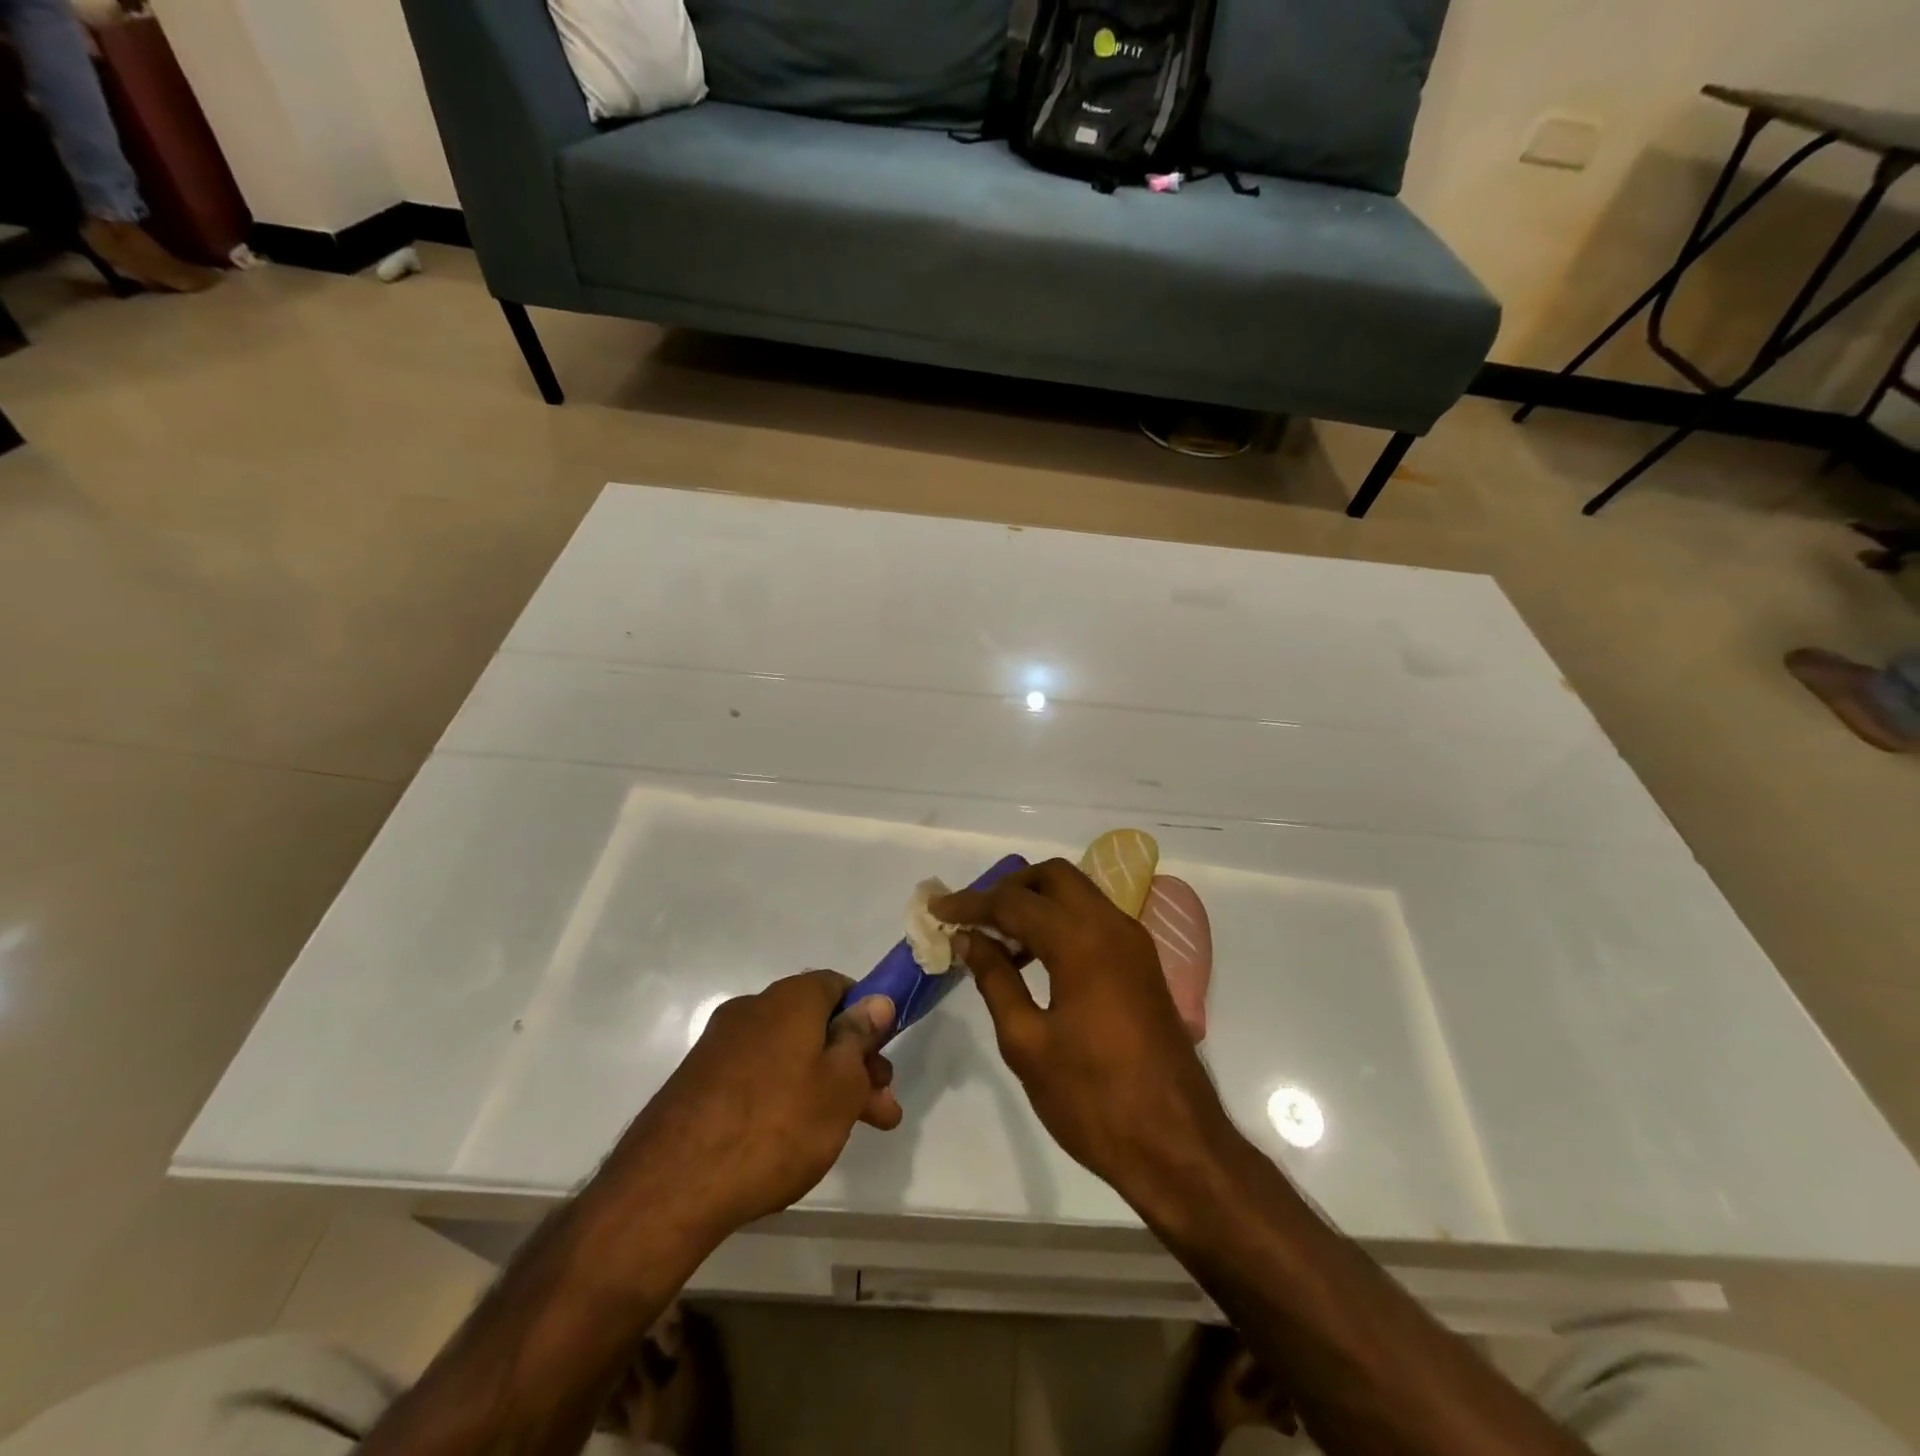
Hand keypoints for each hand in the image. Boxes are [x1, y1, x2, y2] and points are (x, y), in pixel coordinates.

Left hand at [605, 971, 900, 1248]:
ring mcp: (719, 1046)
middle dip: (853, 1064)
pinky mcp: (697, 1083)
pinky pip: (756, 1079)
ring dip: (823, 1086)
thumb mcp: (839, 1084)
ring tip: (845, 1135)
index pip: (838, 985)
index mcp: (790, 999)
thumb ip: (860, 1039)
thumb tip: (876, 1000)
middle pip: (815, 1025)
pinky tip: (793, 1140)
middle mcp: (753, 1010)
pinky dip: (783, 1099)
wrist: (671, 1187)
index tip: (880, 1056)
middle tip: (879, 1110)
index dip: (866, 1016)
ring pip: (788, 1056)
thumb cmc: (775, 1125)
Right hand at [932, 861, 1230, 1211]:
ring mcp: (1134, 943)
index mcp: (1082, 941)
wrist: (1177, 1146)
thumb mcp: (1028, 1043)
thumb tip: (969, 938)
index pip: (1014, 902)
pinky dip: (1061, 921)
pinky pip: (1095, 919)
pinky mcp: (1143, 964)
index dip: (970, 902)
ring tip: (996, 940)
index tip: (936, 908)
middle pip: (1054, 877)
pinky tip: (1034, 958)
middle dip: (1009, 888)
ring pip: (1078, 894)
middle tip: (973, 918)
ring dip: (1036, 903)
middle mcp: (1112, 926)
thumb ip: (995, 980)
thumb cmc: (1093, 1100)